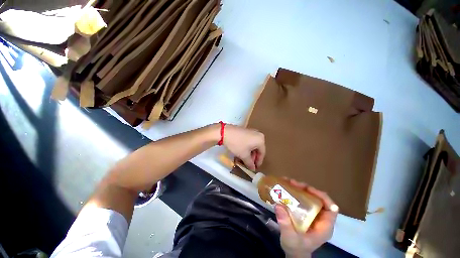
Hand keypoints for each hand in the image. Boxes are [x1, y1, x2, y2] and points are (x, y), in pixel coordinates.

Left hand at [222, 124, 264, 169]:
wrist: (225, 132)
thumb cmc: (237, 144)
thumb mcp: (244, 155)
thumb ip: (250, 163)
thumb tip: (253, 168)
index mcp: (260, 140)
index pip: (262, 153)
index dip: (258, 162)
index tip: (254, 168)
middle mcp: (258, 134)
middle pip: (257, 149)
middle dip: (252, 158)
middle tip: (248, 164)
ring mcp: (251, 132)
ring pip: (252, 146)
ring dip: (248, 154)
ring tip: (243, 160)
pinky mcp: (245, 131)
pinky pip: (248, 141)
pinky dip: (246, 148)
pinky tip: (240, 153)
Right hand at [275, 179, 337, 257]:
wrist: (294, 252)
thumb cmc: (296, 247)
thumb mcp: (290, 238)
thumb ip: (286, 224)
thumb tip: (279, 205)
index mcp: (324, 226)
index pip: (331, 208)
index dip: (322, 196)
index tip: (307, 189)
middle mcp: (320, 218)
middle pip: (318, 199)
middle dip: (306, 189)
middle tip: (292, 183)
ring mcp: (312, 214)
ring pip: (310, 197)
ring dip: (299, 188)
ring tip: (287, 182)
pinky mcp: (304, 212)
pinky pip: (302, 199)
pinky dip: (295, 192)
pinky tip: (286, 188)